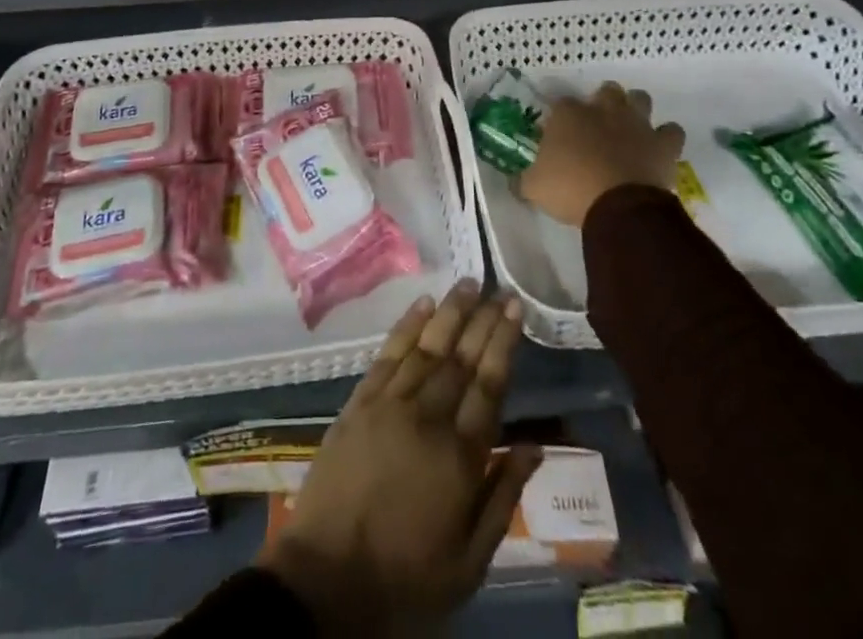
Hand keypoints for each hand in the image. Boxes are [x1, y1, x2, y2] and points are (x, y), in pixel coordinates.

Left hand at [256, 282, 537, 637]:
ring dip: (449, 312)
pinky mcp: (359, 403)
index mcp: (460, 457)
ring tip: (466, 283)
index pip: (489, 384)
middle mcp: (427, 418)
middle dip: (482, 319)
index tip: (515, 308)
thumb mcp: (470, 562)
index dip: (504, 342)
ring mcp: (389, 405)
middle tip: (498, 288)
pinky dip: (406, 327)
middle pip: (461, 358)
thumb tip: (535, 447)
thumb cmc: (406, 579)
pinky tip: (422, 305)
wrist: (327, 580)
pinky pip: (387, 355)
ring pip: (426, 347)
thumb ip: (503, 498)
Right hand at [519, 81, 683, 226]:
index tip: (558, 136)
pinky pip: (671, 131)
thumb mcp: (533, 187)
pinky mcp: (662, 143)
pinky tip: (659, 149)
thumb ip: (524, 179)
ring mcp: (636, 123)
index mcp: (568, 115)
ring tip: (630, 130)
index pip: (561, 104)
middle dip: (603, 102)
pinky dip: (666, 137)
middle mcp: (603, 110)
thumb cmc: (570, 190)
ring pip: (640, 99)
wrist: (619, 207)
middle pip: (606, 90)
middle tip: (597, 127)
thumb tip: (516, 181)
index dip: (560, 118)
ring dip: (635, 110)